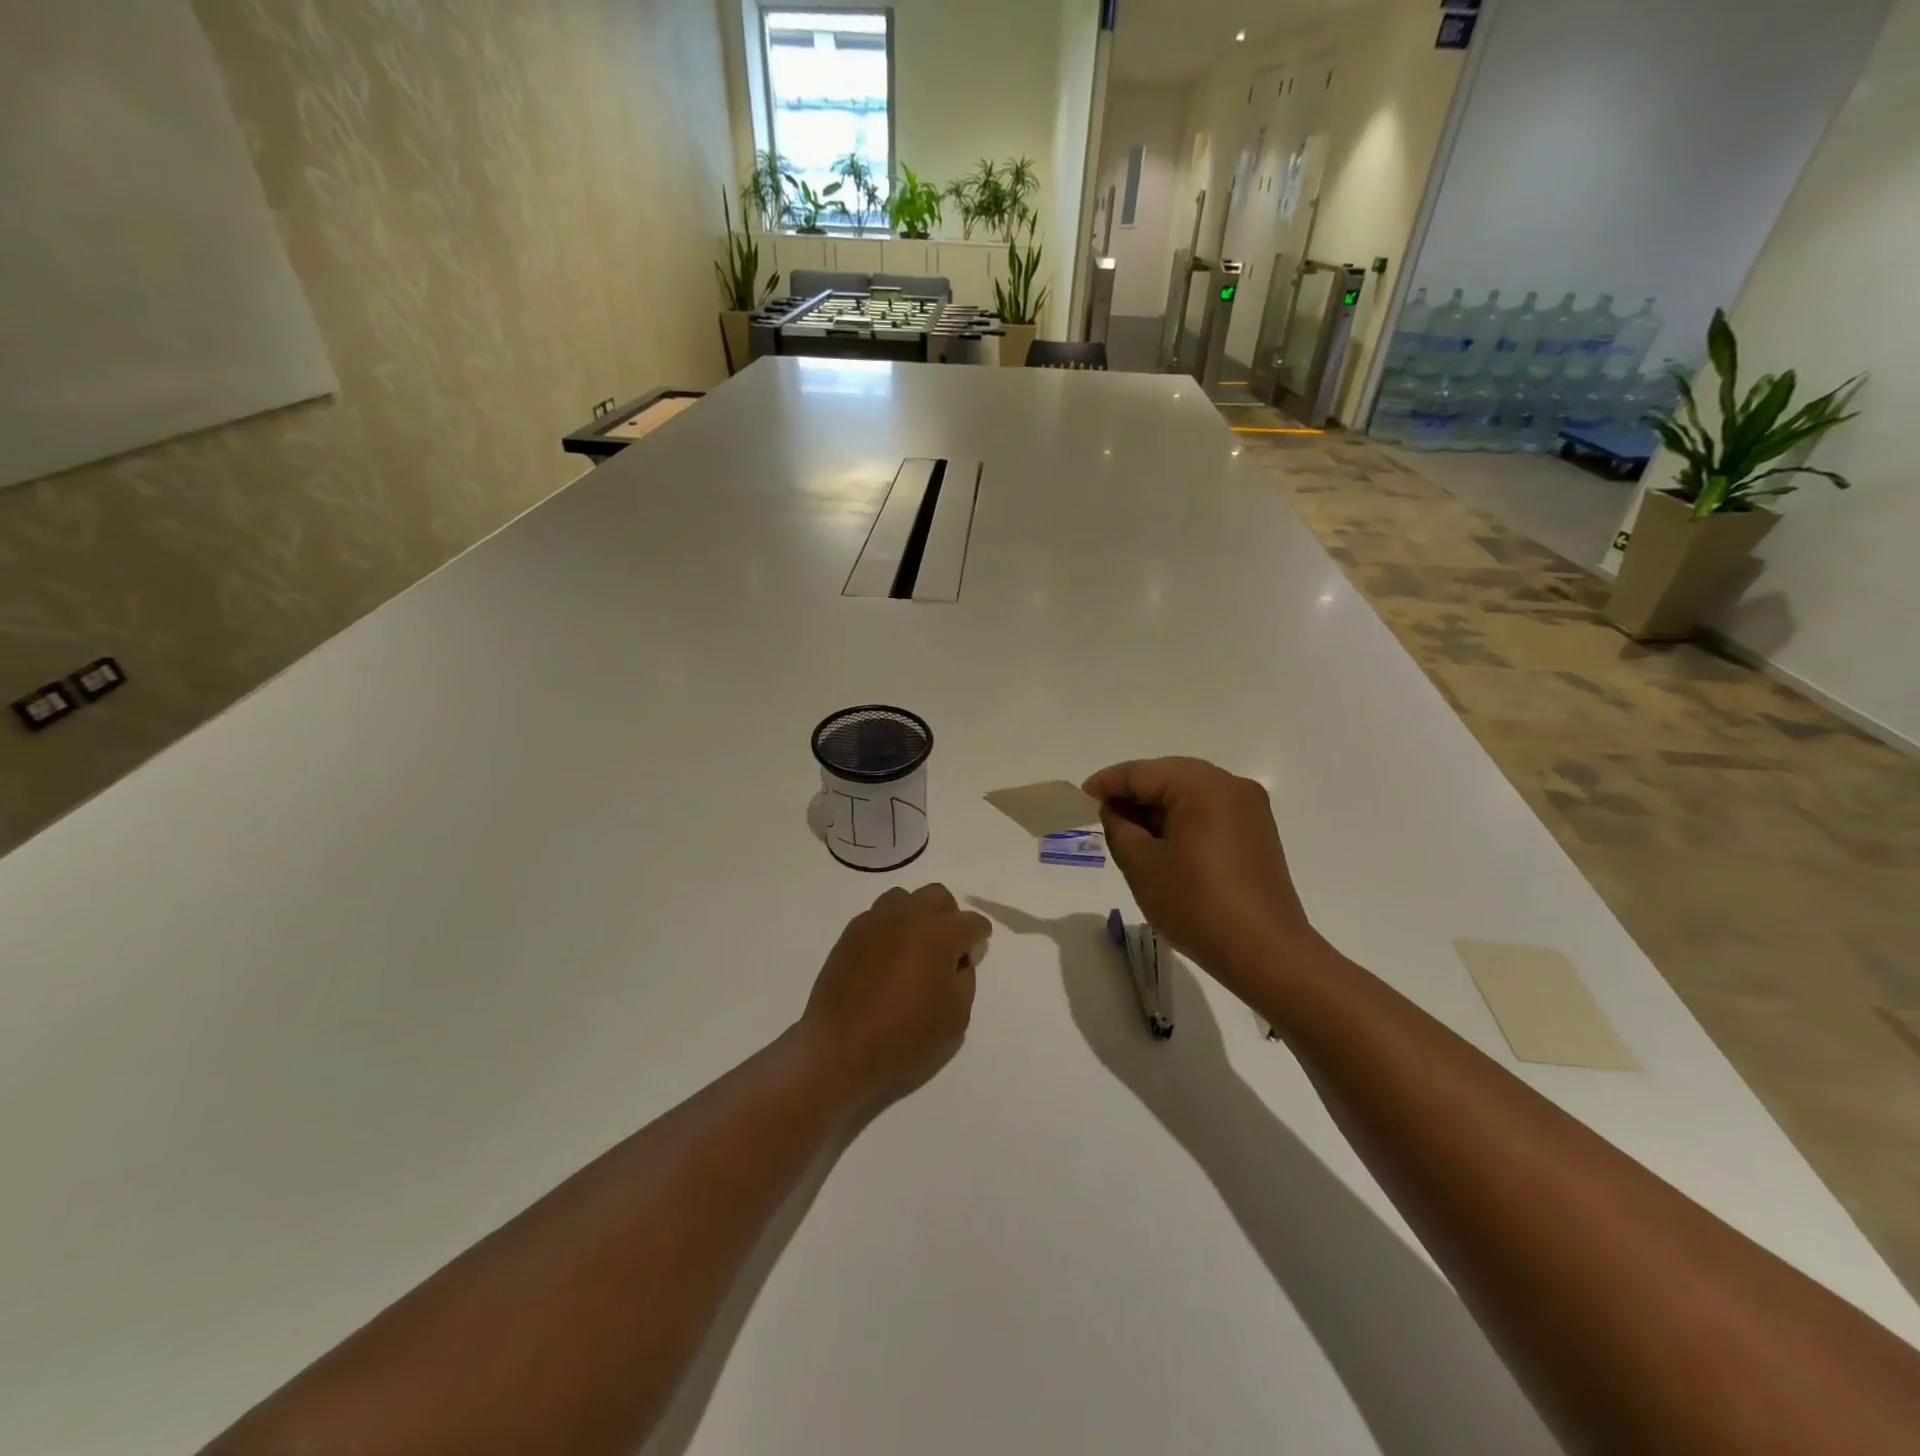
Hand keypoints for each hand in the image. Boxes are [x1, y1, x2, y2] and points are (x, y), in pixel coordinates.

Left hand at [798, 884, 991, 1106]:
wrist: (840, 1047)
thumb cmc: (905, 1036)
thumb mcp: (956, 1016)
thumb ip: (965, 978)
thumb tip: (958, 959)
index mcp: (940, 934)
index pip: (972, 922)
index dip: (978, 937)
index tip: (975, 952)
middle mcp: (909, 916)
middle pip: (938, 896)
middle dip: (949, 917)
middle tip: (945, 949)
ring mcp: (876, 920)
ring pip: (905, 898)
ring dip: (916, 915)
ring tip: (913, 948)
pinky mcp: (851, 932)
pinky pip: (878, 916)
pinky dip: (889, 928)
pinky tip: (886, 957)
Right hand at [1082, 757, 1315, 988]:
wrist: (1265, 952)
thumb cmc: (1196, 904)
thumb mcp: (1142, 864)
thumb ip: (1119, 827)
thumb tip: (1115, 810)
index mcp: (1203, 785)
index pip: (1142, 772)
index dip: (1107, 783)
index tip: (1081, 797)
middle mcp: (1231, 785)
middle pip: (1168, 777)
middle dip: (1133, 793)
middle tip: (1101, 814)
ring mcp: (1249, 809)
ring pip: (1189, 794)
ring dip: (1157, 808)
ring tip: (1127, 832)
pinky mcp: (1256, 832)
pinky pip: (1209, 812)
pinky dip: (1181, 820)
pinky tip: (1161, 843)